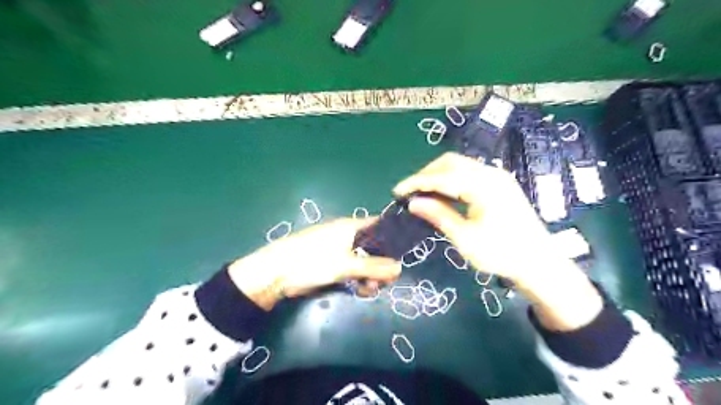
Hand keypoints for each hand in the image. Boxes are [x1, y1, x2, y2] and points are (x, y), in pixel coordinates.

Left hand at [227, 218, 402, 310]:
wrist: (276, 275)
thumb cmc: (312, 261)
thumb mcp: (345, 264)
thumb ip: (373, 267)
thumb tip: (400, 268)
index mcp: (351, 227)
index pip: (379, 226)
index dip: (392, 238)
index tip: (402, 255)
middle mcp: (349, 236)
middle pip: (375, 248)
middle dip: (381, 265)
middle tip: (383, 282)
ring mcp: (341, 252)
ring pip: (366, 262)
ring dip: (371, 276)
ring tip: (369, 289)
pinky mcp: (334, 265)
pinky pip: (355, 271)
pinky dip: (360, 280)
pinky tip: (361, 291)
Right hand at [393, 151, 604, 331]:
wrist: (539, 262)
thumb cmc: (501, 253)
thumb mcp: (465, 238)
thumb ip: (439, 215)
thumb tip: (413, 203)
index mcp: (483, 185)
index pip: (442, 176)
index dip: (416, 182)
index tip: (397, 192)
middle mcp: (491, 173)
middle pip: (450, 162)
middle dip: (426, 174)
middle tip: (409, 192)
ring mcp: (497, 177)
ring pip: (459, 165)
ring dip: (438, 175)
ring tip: (422, 193)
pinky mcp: (499, 184)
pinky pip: (469, 173)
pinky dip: (451, 180)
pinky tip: (443, 194)